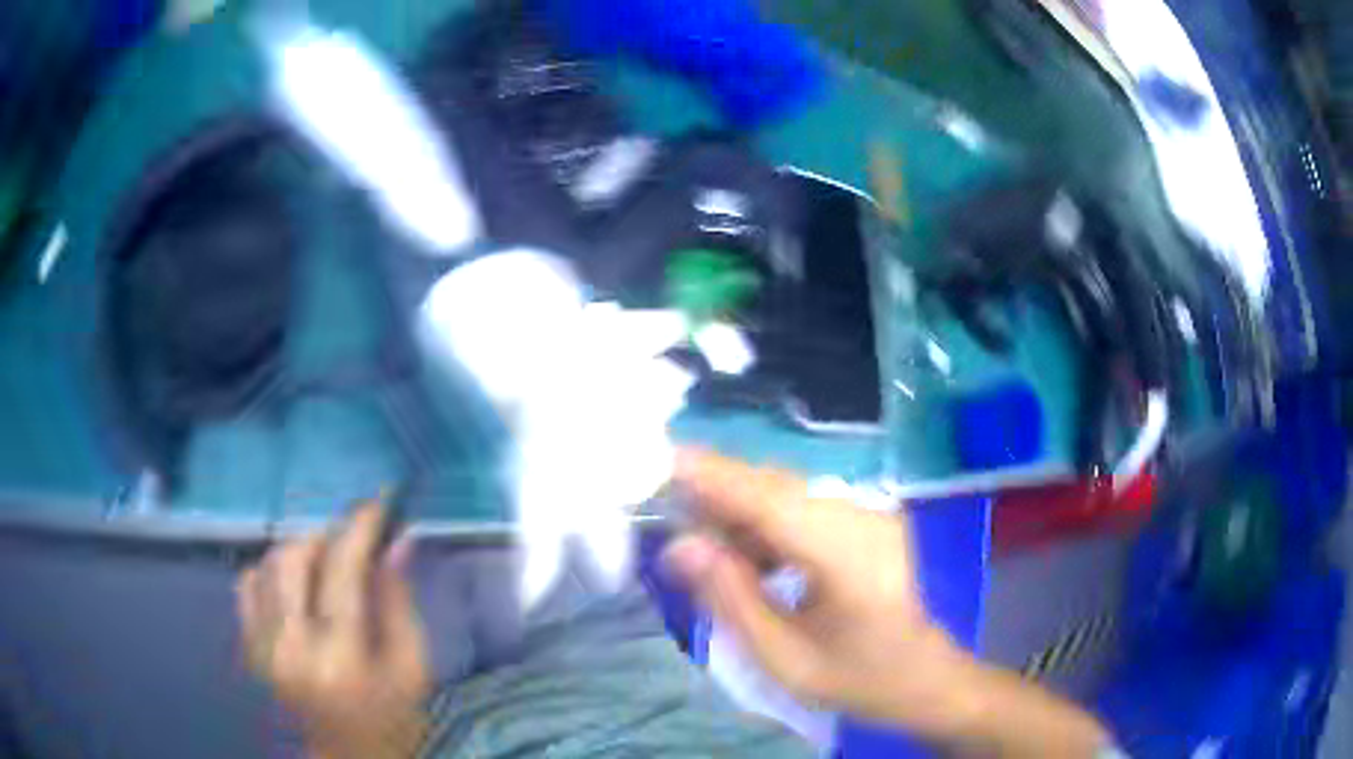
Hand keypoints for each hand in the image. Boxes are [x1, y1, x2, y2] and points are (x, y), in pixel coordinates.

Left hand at [236, 504, 430, 758]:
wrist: (347, 758)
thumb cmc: (391, 719)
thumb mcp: (412, 668)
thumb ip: (399, 602)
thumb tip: (398, 541)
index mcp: (341, 658)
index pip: (342, 571)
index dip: (359, 528)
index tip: (378, 504)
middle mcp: (290, 646)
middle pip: (292, 557)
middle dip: (324, 537)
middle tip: (351, 543)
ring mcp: (261, 646)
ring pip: (265, 564)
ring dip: (297, 552)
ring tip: (324, 566)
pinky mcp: (247, 646)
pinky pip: (247, 584)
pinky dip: (270, 571)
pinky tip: (294, 587)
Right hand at [664, 450, 968, 738]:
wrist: (924, 676)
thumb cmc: (856, 676)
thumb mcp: (784, 657)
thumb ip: (731, 600)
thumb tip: (681, 546)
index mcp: (849, 556)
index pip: (772, 501)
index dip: (717, 477)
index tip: (663, 460)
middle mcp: (864, 519)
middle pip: (779, 488)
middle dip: (720, 490)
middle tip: (668, 507)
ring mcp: (870, 515)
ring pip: (790, 494)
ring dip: (741, 508)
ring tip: (701, 539)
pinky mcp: (867, 521)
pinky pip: (806, 508)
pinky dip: (767, 522)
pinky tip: (746, 552)